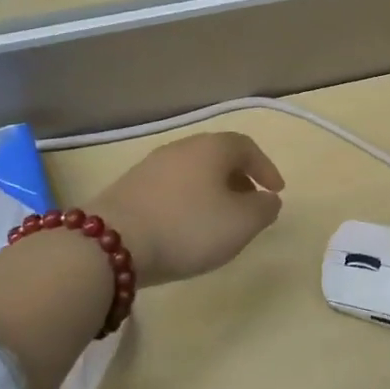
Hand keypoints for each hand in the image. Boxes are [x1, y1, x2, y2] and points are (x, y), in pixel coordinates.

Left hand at [93, 132, 284, 285]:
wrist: (113, 242)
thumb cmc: (188, 227)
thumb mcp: (241, 223)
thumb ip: (263, 209)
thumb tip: (268, 199)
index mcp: (211, 148)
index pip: (246, 146)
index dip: (265, 167)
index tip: (276, 191)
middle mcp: (181, 147)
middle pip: (217, 156)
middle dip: (238, 178)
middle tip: (250, 204)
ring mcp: (152, 165)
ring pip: (193, 171)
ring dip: (211, 190)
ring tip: (219, 219)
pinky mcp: (130, 186)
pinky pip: (171, 187)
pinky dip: (187, 200)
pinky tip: (185, 226)